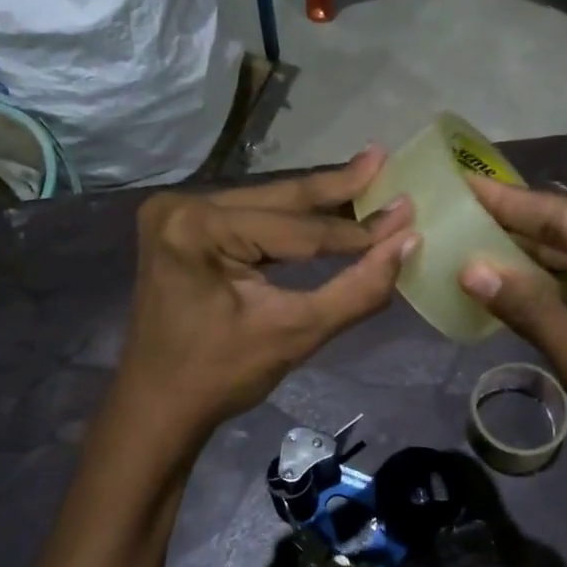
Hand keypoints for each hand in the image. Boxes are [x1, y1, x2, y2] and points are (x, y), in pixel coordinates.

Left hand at [115, 149, 417, 439]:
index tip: (408, 211)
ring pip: (265, 204)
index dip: (356, 229)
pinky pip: (247, 218)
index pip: (297, 227)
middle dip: (336, 189)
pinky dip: (287, 221)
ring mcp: (175, 213)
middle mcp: (181, 206)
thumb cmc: (220, 377)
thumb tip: (407, 242)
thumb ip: (357, 289)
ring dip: (315, 202)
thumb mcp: (296, 333)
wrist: (158, 406)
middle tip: (382, 160)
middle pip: (278, 199)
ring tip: (365, 177)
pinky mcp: (180, 227)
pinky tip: (323, 207)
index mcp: (198, 227)